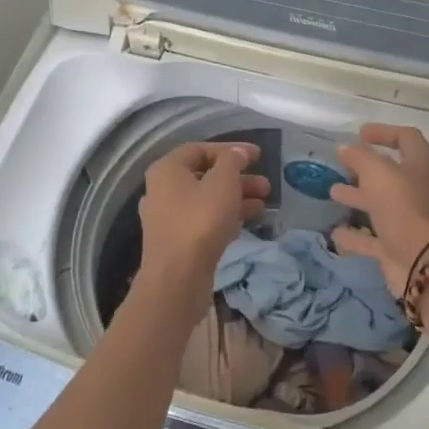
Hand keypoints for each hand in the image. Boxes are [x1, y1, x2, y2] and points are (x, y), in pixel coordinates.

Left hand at [137, 142, 269, 292]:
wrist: (177, 278)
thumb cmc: (200, 221)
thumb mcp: (223, 183)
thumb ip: (233, 161)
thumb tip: (238, 152)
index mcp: (167, 169)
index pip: (200, 149)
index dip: (230, 149)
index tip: (258, 156)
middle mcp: (162, 190)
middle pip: (205, 176)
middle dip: (238, 178)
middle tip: (266, 185)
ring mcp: (168, 218)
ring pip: (206, 200)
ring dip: (236, 199)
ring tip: (264, 205)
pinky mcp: (177, 242)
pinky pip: (203, 221)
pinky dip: (225, 217)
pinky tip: (247, 223)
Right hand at [330, 124, 428, 297]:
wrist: (420, 261)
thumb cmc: (402, 206)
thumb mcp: (377, 172)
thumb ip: (359, 156)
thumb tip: (344, 147)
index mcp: (419, 165)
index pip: (406, 138)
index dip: (384, 131)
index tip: (360, 132)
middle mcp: (415, 189)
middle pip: (391, 172)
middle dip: (366, 167)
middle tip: (343, 163)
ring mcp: (406, 219)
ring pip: (380, 203)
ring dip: (358, 196)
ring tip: (333, 191)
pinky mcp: (395, 245)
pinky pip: (371, 237)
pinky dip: (354, 235)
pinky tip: (335, 232)